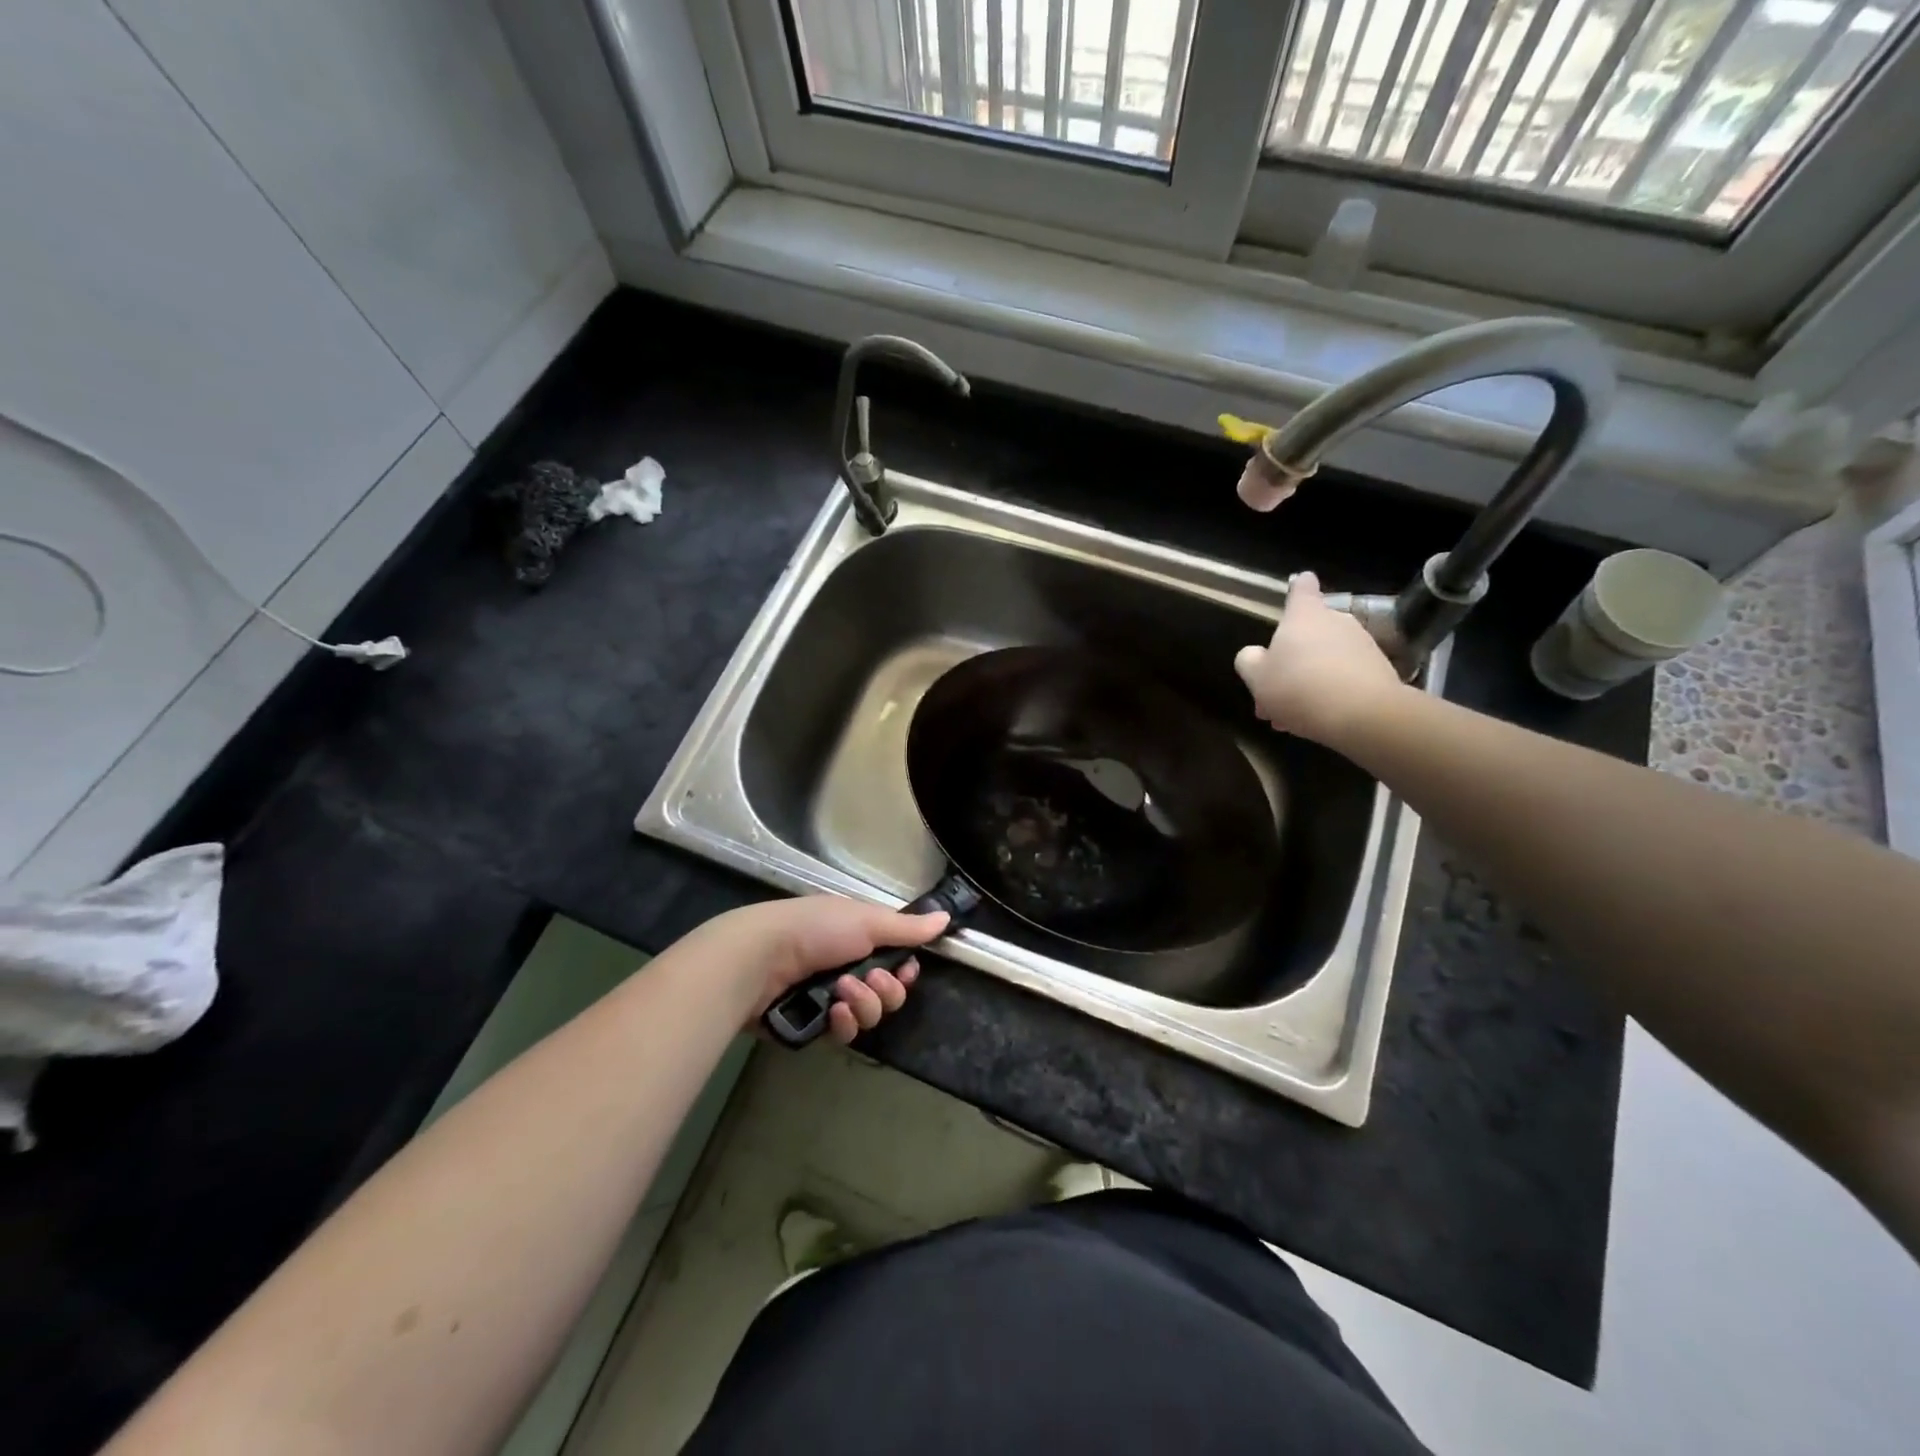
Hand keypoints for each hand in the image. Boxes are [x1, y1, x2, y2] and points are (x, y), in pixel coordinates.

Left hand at [691, 895, 948, 1042]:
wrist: (761, 958)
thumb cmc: (816, 929)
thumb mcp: (867, 921)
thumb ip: (907, 928)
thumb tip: (946, 918)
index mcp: (860, 938)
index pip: (898, 963)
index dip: (906, 972)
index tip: (905, 971)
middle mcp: (848, 966)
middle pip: (888, 994)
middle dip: (885, 991)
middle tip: (870, 981)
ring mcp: (829, 996)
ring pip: (869, 1015)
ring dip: (863, 1004)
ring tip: (841, 992)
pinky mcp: (812, 1024)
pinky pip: (844, 1033)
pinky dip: (842, 1023)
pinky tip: (831, 1013)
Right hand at [1233, 571, 1405, 746]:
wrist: (1363, 715)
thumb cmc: (1299, 687)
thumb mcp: (1256, 677)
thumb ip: (1249, 661)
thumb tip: (1254, 655)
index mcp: (1304, 616)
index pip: (1303, 588)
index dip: (1298, 587)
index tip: (1298, 585)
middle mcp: (1336, 621)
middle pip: (1310, 632)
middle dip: (1291, 659)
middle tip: (1272, 691)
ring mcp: (1362, 645)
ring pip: (1325, 659)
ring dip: (1308, 680)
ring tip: (1290, 715)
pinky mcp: (1380, 671)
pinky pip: (1345, 677)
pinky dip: (1330, 693)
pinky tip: (1316, 719)